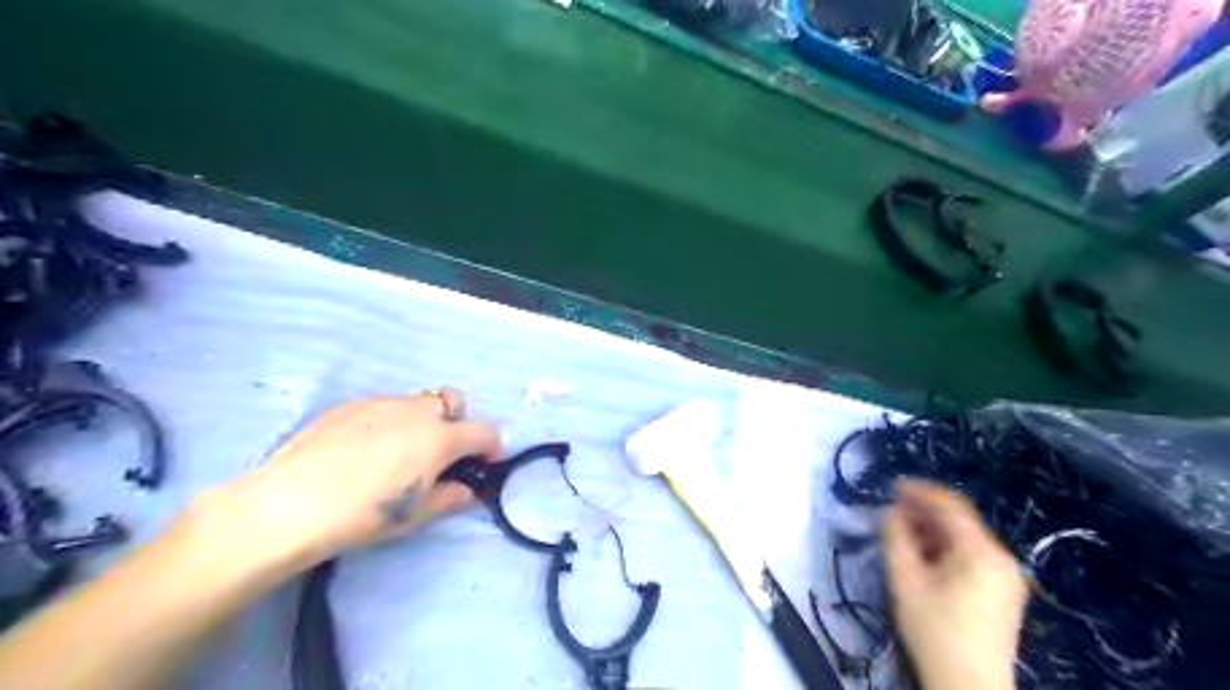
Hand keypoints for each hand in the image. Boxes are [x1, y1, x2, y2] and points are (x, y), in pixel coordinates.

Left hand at [191, 391, 499, 573]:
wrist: (286, 506)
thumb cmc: (362, 516)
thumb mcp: (415, 515)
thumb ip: (451, 497)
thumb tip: (468, 490)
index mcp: (440, 437)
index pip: (485, 431)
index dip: (491, 448)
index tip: (482, 465)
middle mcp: (417, 411)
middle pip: (453, 401)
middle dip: (456, 422)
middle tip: (438, 455)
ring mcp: (381, 403)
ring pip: (417, 402)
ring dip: (422, 421)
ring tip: (396, 454)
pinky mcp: (350, 405)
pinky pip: (384, 407)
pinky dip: (388, 422)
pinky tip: (363, 451)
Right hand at [884, 480, 1028, 688]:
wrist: (970, 686)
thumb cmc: (934, 630)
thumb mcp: (905, 580)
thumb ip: (895, 538)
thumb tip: (890, 511)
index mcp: (982, 552)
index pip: (950, 506)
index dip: (920, 492)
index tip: (892, 486)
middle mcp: (1002, 558)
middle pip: (960, 522)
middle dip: (924, 512)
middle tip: (892, 512)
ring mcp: (1008, 577)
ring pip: (967, 539)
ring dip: (934, 531)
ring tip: (904, 534)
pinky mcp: (1005, 593)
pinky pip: (974, 557)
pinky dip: (948, 549)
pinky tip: (926, 557)